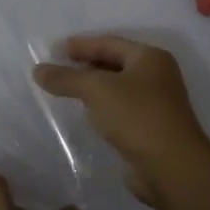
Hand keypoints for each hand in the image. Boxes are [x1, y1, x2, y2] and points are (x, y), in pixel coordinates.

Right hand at [32, 35, 209, 204]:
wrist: (171, 167)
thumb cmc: (136, 116)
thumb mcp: (96, 90)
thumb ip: (66, 78)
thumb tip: (38, 70)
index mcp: (150, 58)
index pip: (109, 42)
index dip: (81, 45)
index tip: (54, 49)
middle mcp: (157, 76)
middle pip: (115, 63)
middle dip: (86, 64)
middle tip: (58, 68)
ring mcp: (156, 103)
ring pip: (118, 88)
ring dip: (93, 87)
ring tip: (66, 90)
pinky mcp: (150, 128)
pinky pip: (120, 109)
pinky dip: (102, 107)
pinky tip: (86, 113)